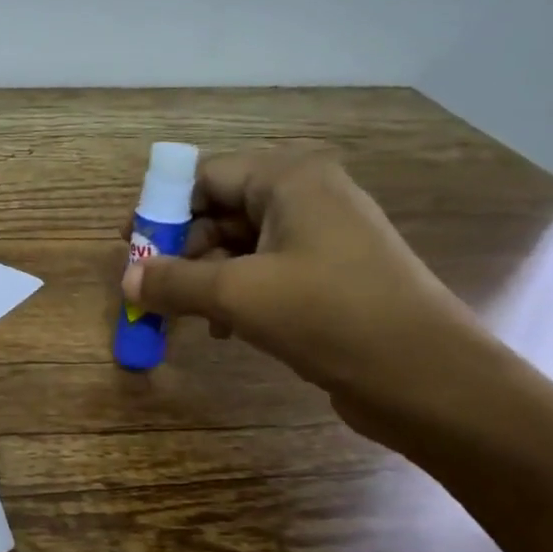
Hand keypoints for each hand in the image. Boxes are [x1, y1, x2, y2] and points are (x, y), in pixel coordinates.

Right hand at [119, 149, 491, 432]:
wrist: (426, 375)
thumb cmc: (328, 315)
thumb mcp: (236, 295)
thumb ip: (173, 281)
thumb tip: (126, 280)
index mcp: (290, 180)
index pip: (207, 176)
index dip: (163, 209)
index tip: (132, 247)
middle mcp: (308, 197)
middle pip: (221, 210)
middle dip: (182, 250)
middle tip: (153, 289)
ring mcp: (323, 237)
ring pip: (240, 246)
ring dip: (206, 278)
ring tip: (185, 316)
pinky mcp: (330, 275)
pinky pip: (265, 271)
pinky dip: (236, 294)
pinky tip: (224, 330)